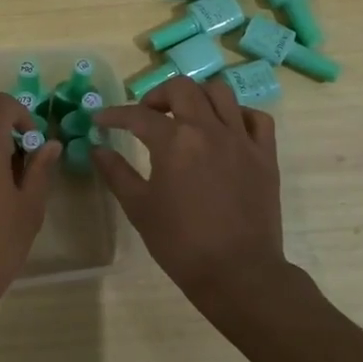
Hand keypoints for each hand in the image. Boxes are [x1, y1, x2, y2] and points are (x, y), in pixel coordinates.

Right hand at [91, 77, 287, 311]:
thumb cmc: (181, 243)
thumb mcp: (139, 208)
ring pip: (221, 92)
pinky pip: (256, 118)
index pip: (138, 115)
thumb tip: (97, 149)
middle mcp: (209, 129)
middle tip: (145, 114)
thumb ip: (116, 173)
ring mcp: (242, 139)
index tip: (101, 121)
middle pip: (182, 88)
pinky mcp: (265, 155)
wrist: (238, 273)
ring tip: (185, 115)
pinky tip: (225, 129)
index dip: (114, 115)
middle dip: (157, 95)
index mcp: (175, 142)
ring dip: (197, 96)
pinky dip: (237, 114)